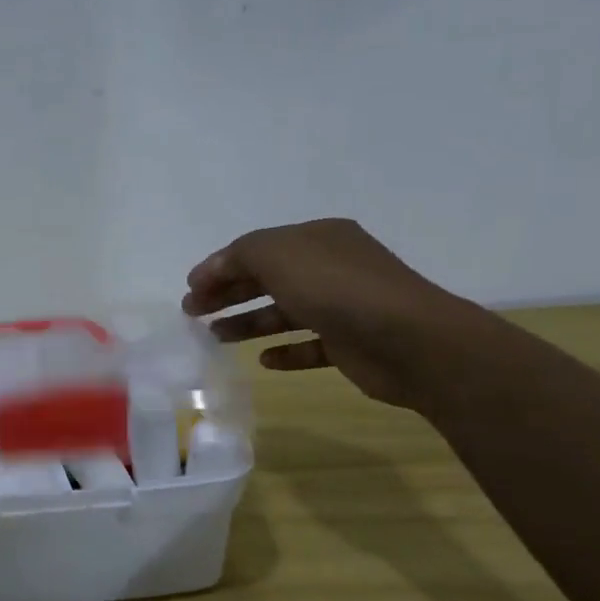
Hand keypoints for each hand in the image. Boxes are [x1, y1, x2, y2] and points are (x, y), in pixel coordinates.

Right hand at [182, 219, 480, 409]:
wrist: (410, 340)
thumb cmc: (336, 288)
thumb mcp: (276, 254)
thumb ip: (239, 255)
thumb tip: (212, 271)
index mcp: (316, 239)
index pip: (256, 249)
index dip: (218, 266)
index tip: (189, 289)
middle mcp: (331, 268)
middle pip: (266, 279)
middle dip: (227, 294)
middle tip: (192, 313)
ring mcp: (343, 307)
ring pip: (284, 312)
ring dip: (248, 323)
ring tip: (217, 338)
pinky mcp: (351, 344)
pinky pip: (310, 346)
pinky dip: (285, 351)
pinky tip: (264, 361)